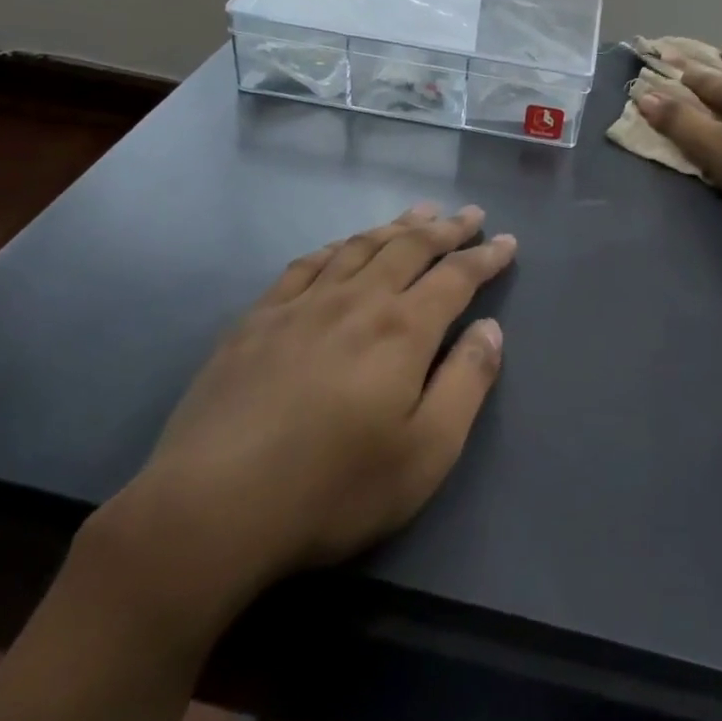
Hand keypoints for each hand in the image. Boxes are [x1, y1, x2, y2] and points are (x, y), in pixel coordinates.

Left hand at [93, 204, 515, 644]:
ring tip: (418, 213)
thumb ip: (467, 382)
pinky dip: (335, 247)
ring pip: (359, 247)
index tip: (507, 242)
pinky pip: (306, 265)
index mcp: (402, 330)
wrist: (213, 507)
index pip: (455, 277)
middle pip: (409, 248)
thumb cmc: (335, 488)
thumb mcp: (427, 452)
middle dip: (445, 228)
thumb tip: (491, 330)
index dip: (486, 258)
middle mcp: (356, 301)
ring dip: (395, 227)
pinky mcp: (257, 320)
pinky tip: (341, 247)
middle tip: (469, 215)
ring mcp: (301, 305)